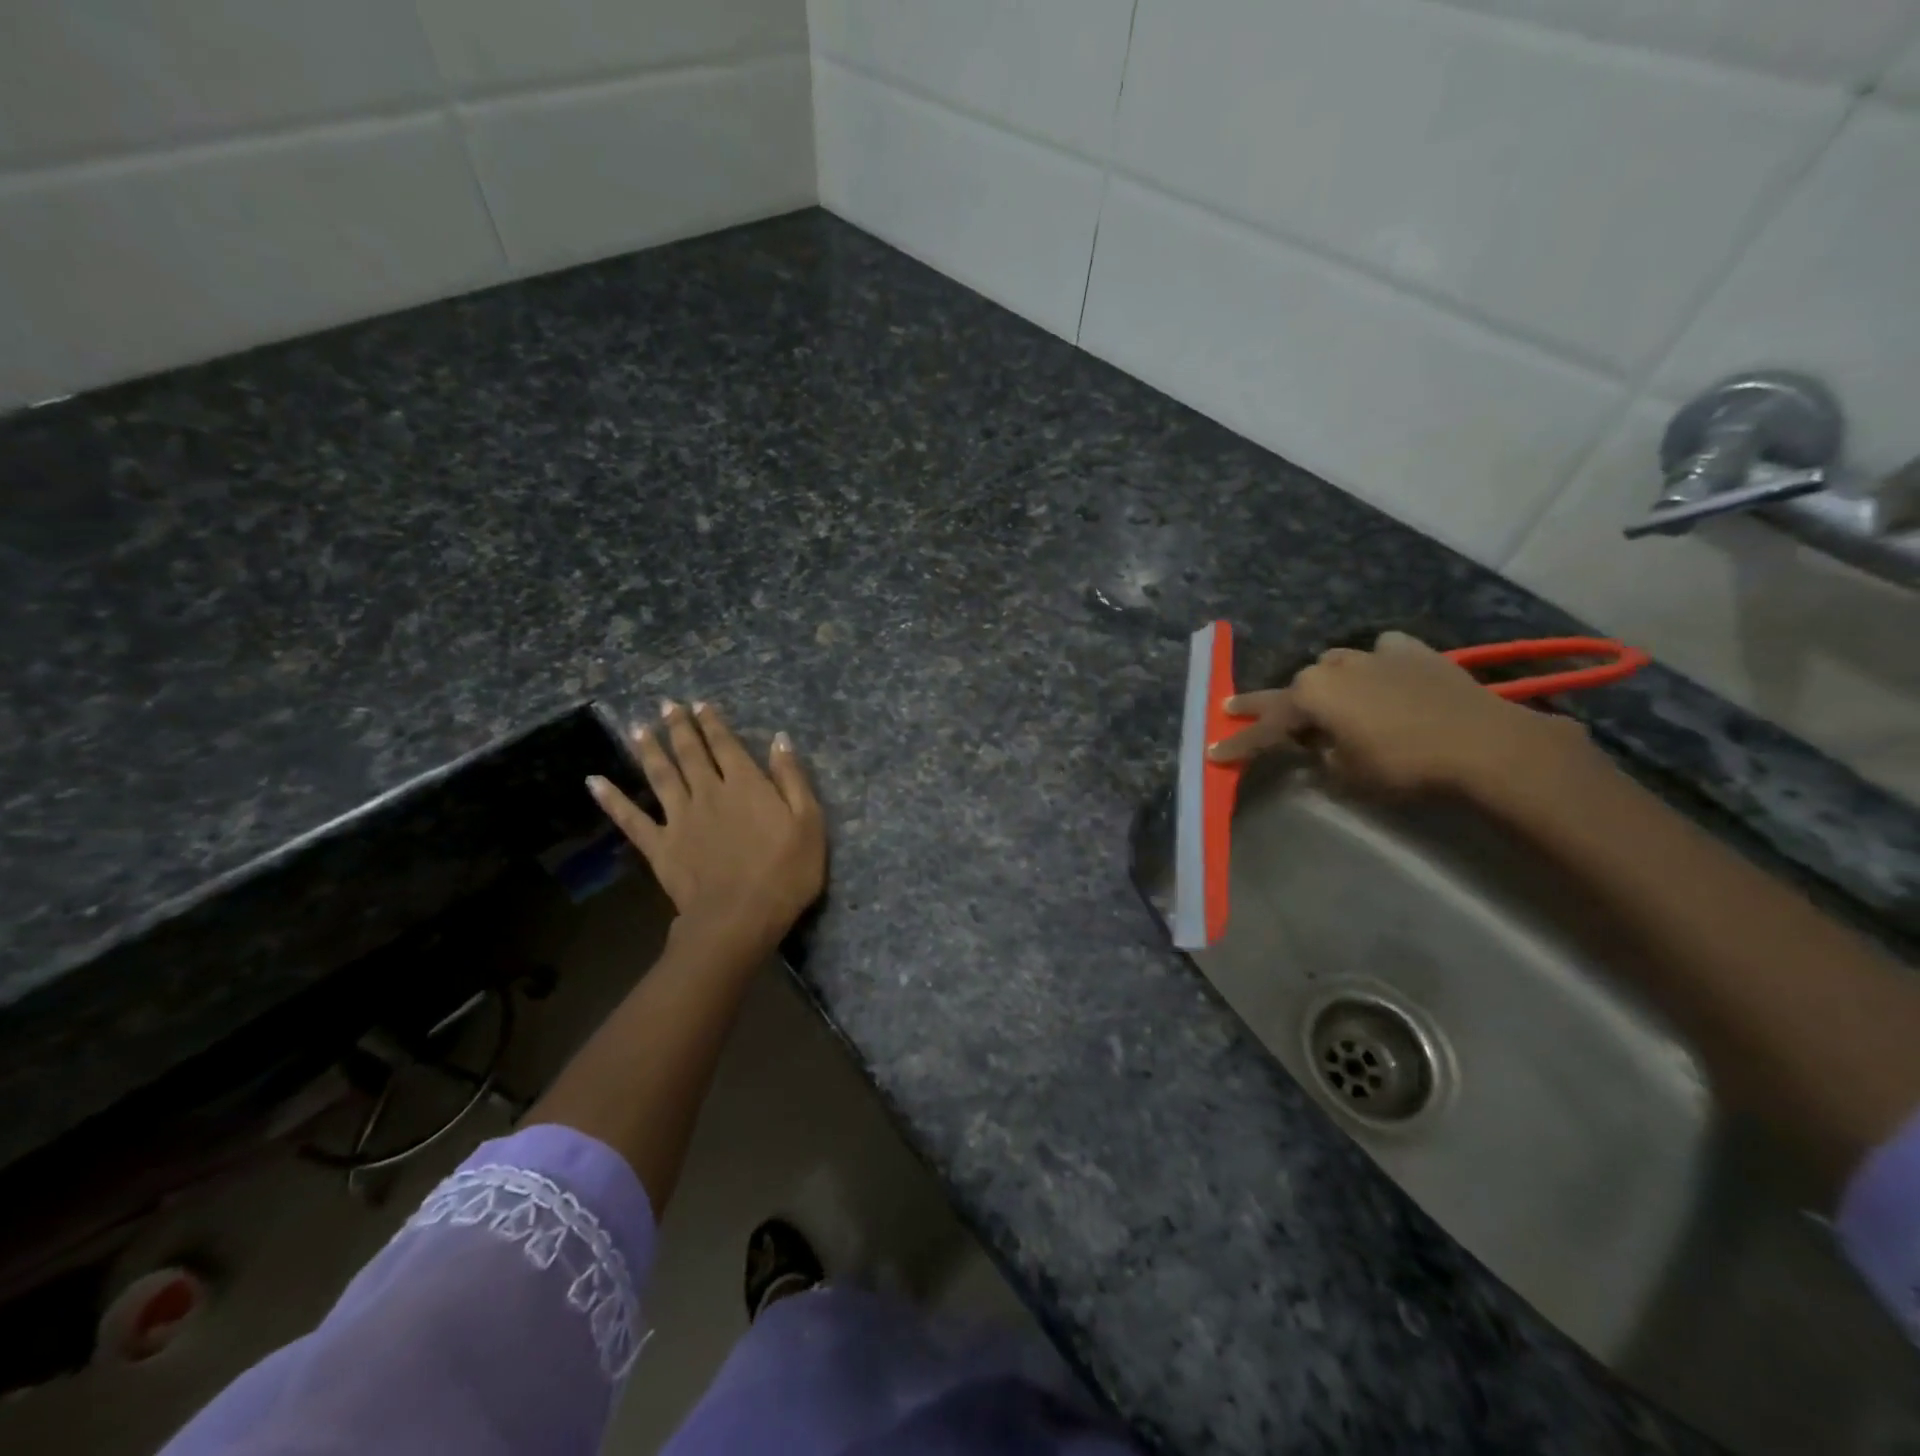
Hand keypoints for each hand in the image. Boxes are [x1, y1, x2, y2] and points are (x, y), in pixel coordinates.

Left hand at [587, 701, 825, 958]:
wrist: (740, 917)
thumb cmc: (785, 872)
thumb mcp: (809, 822)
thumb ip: (792, 779)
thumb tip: (780, 740)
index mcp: (746, 785)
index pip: (726, 746)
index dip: (713, 723)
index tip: (700, 704)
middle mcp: (709, 792)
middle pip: (691, 754)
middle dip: (680, 727)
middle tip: (667, 706)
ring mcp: (680, 818)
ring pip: (661, 776)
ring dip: (649, 750)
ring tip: (638, 728)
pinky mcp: (660, 846)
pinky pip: (631, 819)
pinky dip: (612, 800)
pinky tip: (594, 782)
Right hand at [1208, 630, 1591, 797]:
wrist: (1482, 742)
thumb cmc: (1403, 765)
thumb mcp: (1348, 775)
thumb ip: (1322, 756)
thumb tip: (1321, 745)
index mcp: (1310, 697)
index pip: (1263, 728)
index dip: (1239, 745)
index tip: (1214, 753)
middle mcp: (1332, 669)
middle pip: (1289, 690)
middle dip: (1263, 705)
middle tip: (1232, 708)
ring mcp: (1372, 655)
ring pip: (1333, 665)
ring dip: (1324, 684)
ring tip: (1328, 700)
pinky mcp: (1412, 652)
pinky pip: (1382, 654)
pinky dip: (1376, 665)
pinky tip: (1384, 674)